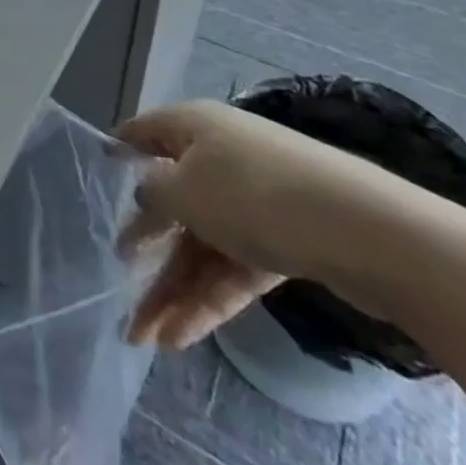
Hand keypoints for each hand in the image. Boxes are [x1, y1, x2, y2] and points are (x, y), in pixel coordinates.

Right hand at [111, 100, 410, 348]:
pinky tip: (184, 337)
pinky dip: (210, 299)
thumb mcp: (184, 190)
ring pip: (203, 244)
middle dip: (146, 248)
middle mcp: (221, 157)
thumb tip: (148, 193)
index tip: (96, 169)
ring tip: (146, 337)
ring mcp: (256, 202)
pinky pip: (236, 268)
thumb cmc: (254, 194)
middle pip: (174, 202)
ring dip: (175, 288)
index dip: (120, 149)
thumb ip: (153, 193)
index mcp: (194, 127)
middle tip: (118, 281)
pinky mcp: (287, 241)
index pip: (145, 133)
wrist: (369, 233)